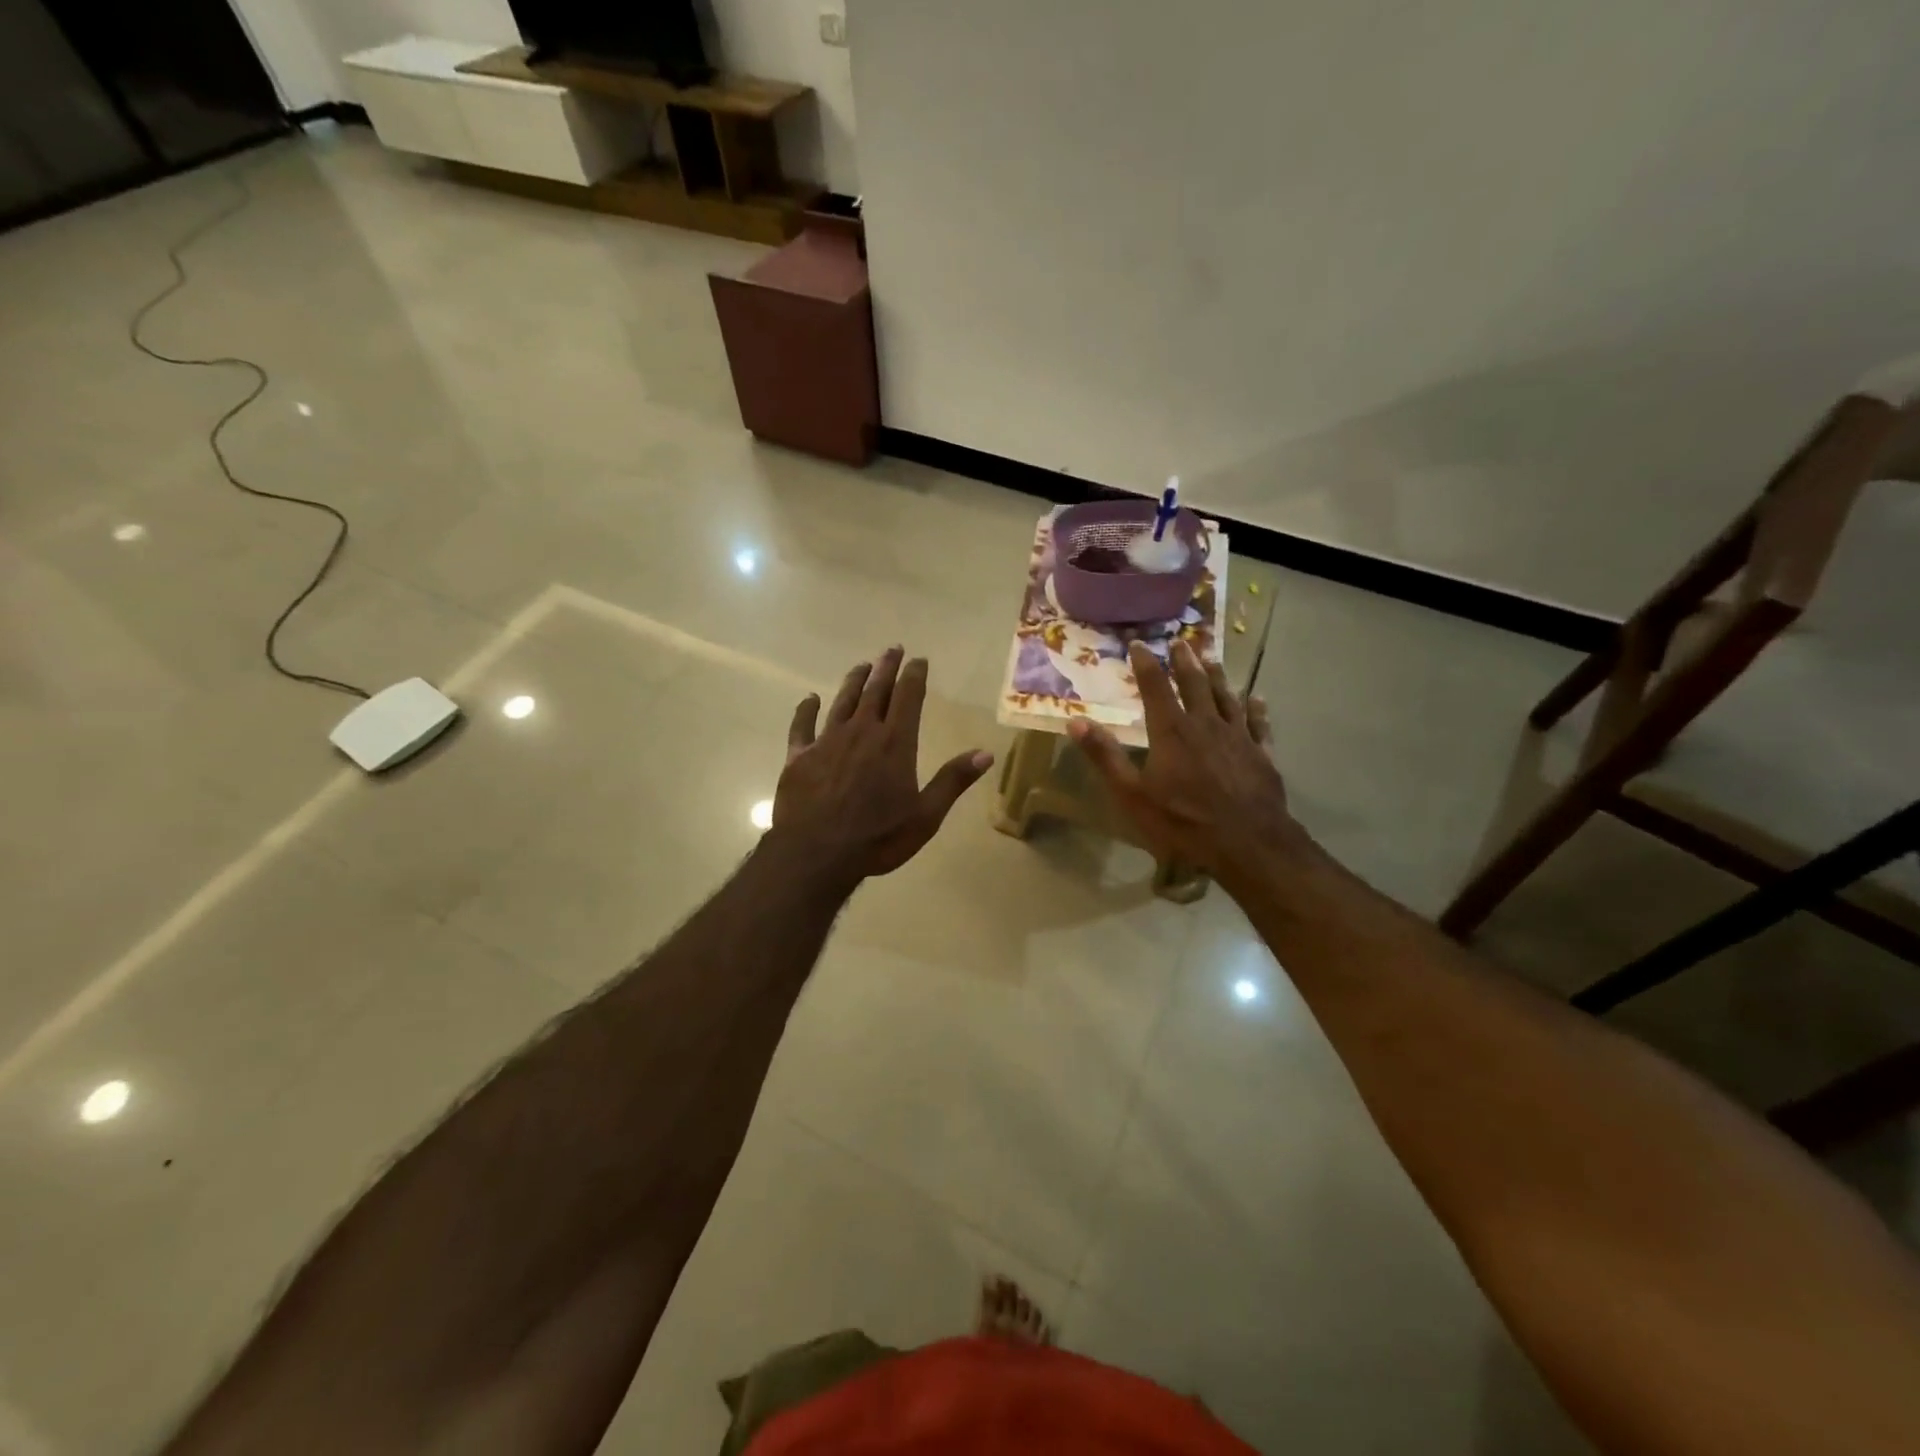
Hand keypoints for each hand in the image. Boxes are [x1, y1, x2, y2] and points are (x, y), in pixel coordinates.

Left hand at [773, 647, 994, 885]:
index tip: (919, 659)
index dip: (914, 676)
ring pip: (842, 701)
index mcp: (895, 743)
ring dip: (853, 681)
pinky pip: (802, 726)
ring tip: (862, 665)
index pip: (908, 697)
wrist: (816, 853)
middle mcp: (861, 732)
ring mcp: (827, 741)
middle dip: (886, 668)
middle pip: (875, 691)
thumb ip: (953, 781)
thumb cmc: (878, 837)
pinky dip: (806, 710)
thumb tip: (986, 753)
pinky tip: (810, 699)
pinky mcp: (799, 756)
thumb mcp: (926, 815)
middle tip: (892, 649)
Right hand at [1068, 639, 1298, 882]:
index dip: (1146, 663)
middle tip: (1181, 641)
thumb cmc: (1182, 820)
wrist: (1247, 843)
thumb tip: (1075, 721)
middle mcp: (1206, 724)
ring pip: (1227, 697)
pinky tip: (1257, 697)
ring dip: (1217, 676)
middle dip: (1185, 661)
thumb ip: (1105, 756)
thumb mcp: (1132, 793)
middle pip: (1195, 684)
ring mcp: (1238, 737)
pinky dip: (1256, 708)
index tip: (1139, 644)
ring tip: (1211, 657)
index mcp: (1171, 731)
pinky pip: (1259, 723)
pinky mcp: (1262, 754)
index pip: (1155, 687)